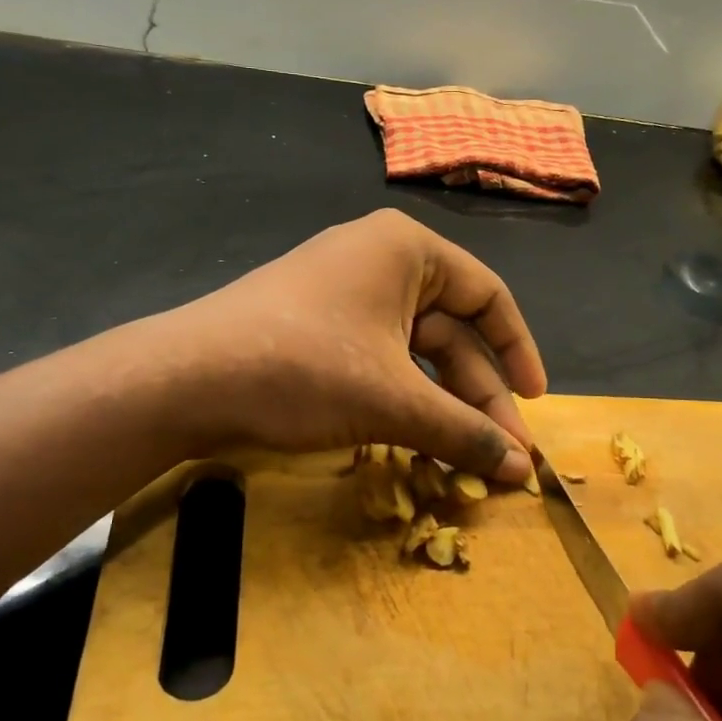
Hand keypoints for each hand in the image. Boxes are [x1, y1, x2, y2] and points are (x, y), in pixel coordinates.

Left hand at [169, 209, 546, 481]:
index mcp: (406, 250)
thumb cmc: (304, 368)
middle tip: (501, 456)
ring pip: (414, 353)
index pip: (488, 295)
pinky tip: (415, 442)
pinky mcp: (315, 327)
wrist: (185, 380)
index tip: (536, 403)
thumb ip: (463, 432)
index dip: (519, 351)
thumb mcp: (393, 401)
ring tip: (463, 458)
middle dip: (478, 395)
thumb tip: (523, 471)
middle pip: (451, 331)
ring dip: (441, 405)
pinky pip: (378, 361)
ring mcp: (341, 294)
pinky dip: (402, 401)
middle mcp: (377, 260)